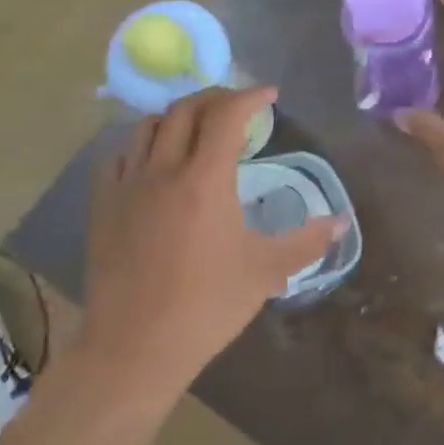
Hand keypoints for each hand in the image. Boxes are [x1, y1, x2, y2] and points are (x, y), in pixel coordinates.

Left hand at [83, 86, 340, 389]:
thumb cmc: (206, 306)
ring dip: (178, 116)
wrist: (134, 348)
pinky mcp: (103, 207)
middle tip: (238, 106)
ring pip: (148, 126)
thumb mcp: (266, 272)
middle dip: (216, 97)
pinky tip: (155, 161)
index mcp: (205, 179)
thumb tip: (340, 223)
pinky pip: (120, 157)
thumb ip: (306, 242)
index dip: (250, 96)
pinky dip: (143, 145)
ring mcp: (128, 186)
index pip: (227, 114)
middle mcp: (164, 170)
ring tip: (198, 128)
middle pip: (186, 109)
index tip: (270, 95)